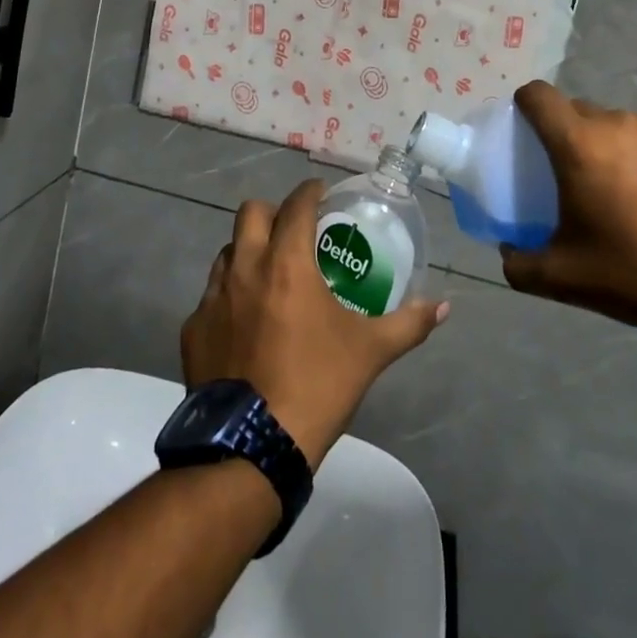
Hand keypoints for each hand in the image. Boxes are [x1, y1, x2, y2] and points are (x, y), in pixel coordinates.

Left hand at [181, 179, 449, 469]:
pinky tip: (245, 324)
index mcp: (286, 263)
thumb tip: (443, 307)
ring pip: (227, 252)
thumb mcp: (370, 352)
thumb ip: (409, 323)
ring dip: (248, 251)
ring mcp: (212, 298)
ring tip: (270, 275)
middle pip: (251, 213)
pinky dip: (229, 297)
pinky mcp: (193, 329)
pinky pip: (210, 297)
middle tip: (294, 232)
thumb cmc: (317, 385)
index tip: (322, 194)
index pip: (296, 205)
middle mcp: (244, 268)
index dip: (310, 192)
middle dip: (274, 212)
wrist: (252, 445)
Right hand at [501, 81, 636, 330]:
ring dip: (621, 150)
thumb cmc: (635, 274)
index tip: (528, 130)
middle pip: (584, 114)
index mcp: (580, 144)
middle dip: (575, 138)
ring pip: (628, 129)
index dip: (526, 105)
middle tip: (583, 179)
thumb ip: (518, 263)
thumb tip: (508, 251)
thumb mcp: (562, 278)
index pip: (539, 96)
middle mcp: (622, 124)